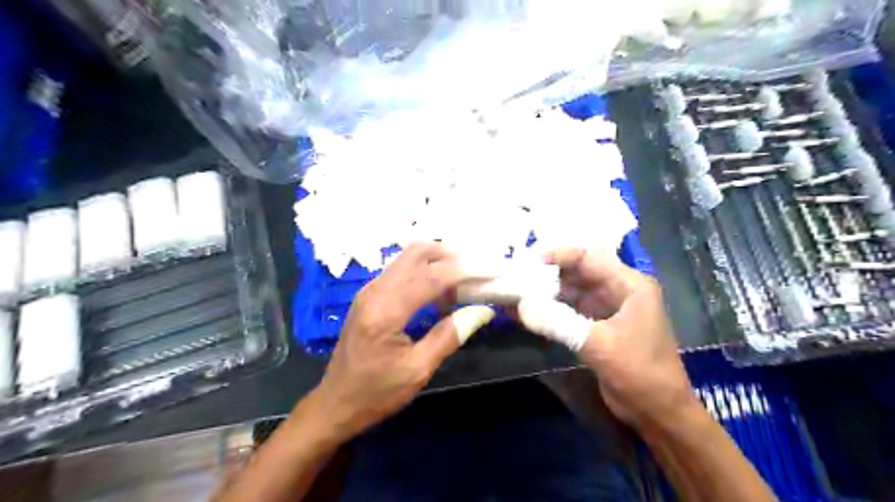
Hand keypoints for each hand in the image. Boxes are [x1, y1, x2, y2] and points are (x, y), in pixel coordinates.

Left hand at [311, 244, 496, 443]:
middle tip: (479, 268)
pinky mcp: (370, 294)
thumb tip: (483, 310)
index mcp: (385, 311)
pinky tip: (441, 291)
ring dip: (439, 260)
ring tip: (465, 279)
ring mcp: (370, 289)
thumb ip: (449, 336)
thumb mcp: (417, 370)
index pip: (431, 276)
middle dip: (452, 254)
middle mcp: (375, 290)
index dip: (465, 269)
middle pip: (417, 252)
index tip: (493, 269)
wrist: (335, 403)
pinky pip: (402, 269)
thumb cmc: (375, 393)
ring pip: (409, 257)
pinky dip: (426, 270)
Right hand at [522, 249, 694, 432]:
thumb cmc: (640, 373)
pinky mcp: (595, 326)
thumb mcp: (599, 345)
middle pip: (576, 271)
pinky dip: (547, 310)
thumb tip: (520, 306)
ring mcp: (605, 308)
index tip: (527, 260)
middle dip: (546, 273)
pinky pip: (567, 310)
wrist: (658, 413)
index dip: (558, 254)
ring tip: (513, 291)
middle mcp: (617, 290)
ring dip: (544, 292)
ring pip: (569, 291)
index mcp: (628, 284)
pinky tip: (523, 312)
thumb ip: (559, 323)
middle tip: (514, 275)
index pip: (589, 257)